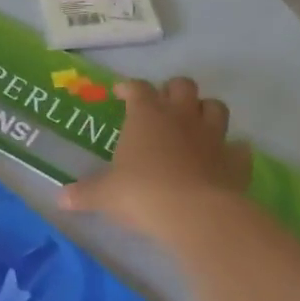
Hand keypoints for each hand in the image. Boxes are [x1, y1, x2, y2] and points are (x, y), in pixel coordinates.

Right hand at [60, 77, 250, 242]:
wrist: (194, 213)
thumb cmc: (142, 193)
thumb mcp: (105, 195)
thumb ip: (84, 193)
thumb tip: (60, 198)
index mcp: (146, 116)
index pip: (138, 89)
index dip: (130, 87)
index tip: (122, 93)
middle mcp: (181, 117)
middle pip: (182, 86)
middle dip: (172, 91)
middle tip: (161, 106)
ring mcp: (212, 136)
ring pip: (215, 107)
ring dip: (205, 111)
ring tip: (194, 125)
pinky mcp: (235, 160)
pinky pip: (238, 148)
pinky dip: (231, 151)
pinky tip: (222, 160)